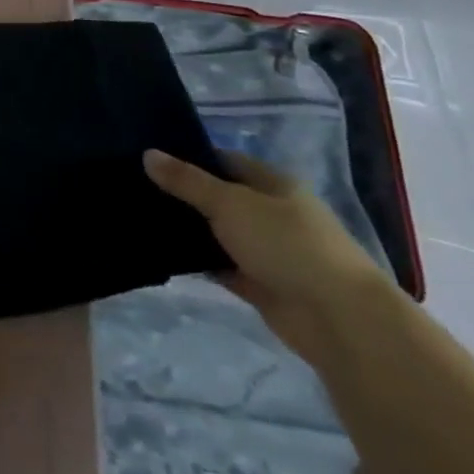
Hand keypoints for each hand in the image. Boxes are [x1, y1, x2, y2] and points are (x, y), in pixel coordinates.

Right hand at [144, 148, 393, 359]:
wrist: (340, 320)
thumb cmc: (287, 245)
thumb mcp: (230, 203)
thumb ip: (186, 181)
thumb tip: (147, 153)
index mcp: (273, 184)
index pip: (223, 160)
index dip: (187, 156)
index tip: (147, 157)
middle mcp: (272, 213)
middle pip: (218, 196)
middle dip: (182, 193)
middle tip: (133, 186)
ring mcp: (267, 250)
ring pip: (217, 232)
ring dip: (188, 229)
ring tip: (138, 216)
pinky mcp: (260, 283)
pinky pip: (220, 265)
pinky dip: (197, 261)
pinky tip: (161, 252)